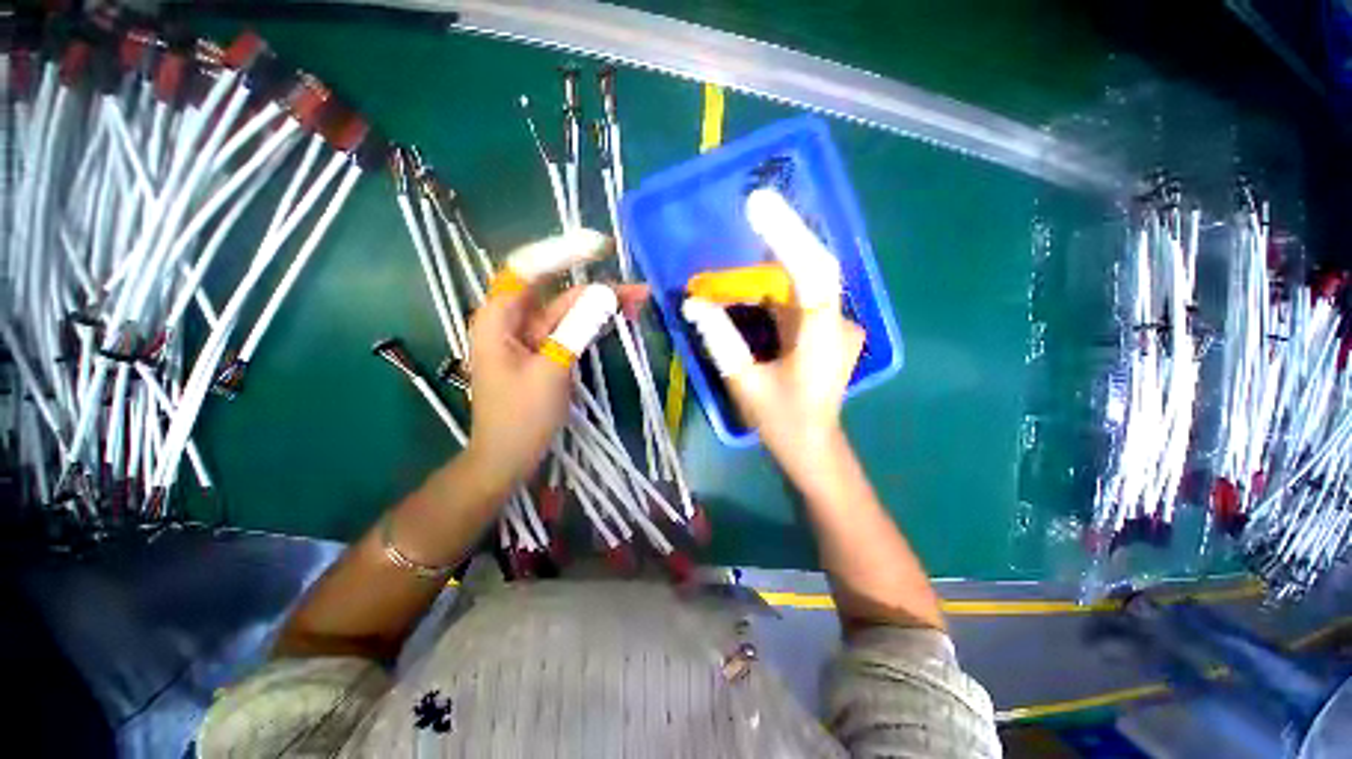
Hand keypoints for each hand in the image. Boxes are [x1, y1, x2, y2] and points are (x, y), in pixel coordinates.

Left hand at [465, 240, 647, 492]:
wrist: (509, 458)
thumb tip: (605, 295)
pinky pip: (571, 330)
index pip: (528, 270)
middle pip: (557, 292)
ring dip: (601, 306)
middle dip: (597, 288)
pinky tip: (618, 319)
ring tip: (638, 302)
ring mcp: (531, 338)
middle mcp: (513, 321)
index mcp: (499, 319)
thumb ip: (576, 329)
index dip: (563, 254)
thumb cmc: (521, 418)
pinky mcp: (546, 352)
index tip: (599, 248)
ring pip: (569, 311)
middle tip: (637, 289)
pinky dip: (593, 325)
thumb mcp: (551, 371)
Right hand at [683, 188, 862, 469]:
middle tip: (747, 215)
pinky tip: (746, 288)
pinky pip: (796, 297)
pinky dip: (769, 289)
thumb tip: (695, 305)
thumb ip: (721, 341)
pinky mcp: (824, 328)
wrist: (813, 446)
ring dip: (766, 271)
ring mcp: (834, 324)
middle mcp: (837, 323)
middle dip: (774, 244)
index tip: (758, 206)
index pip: (814, 273)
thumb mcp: (745, 383)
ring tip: (735, 261)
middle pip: (806, 269)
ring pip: (799, 282)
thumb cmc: (783, 422)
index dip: (789, 236)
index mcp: (823, 338)